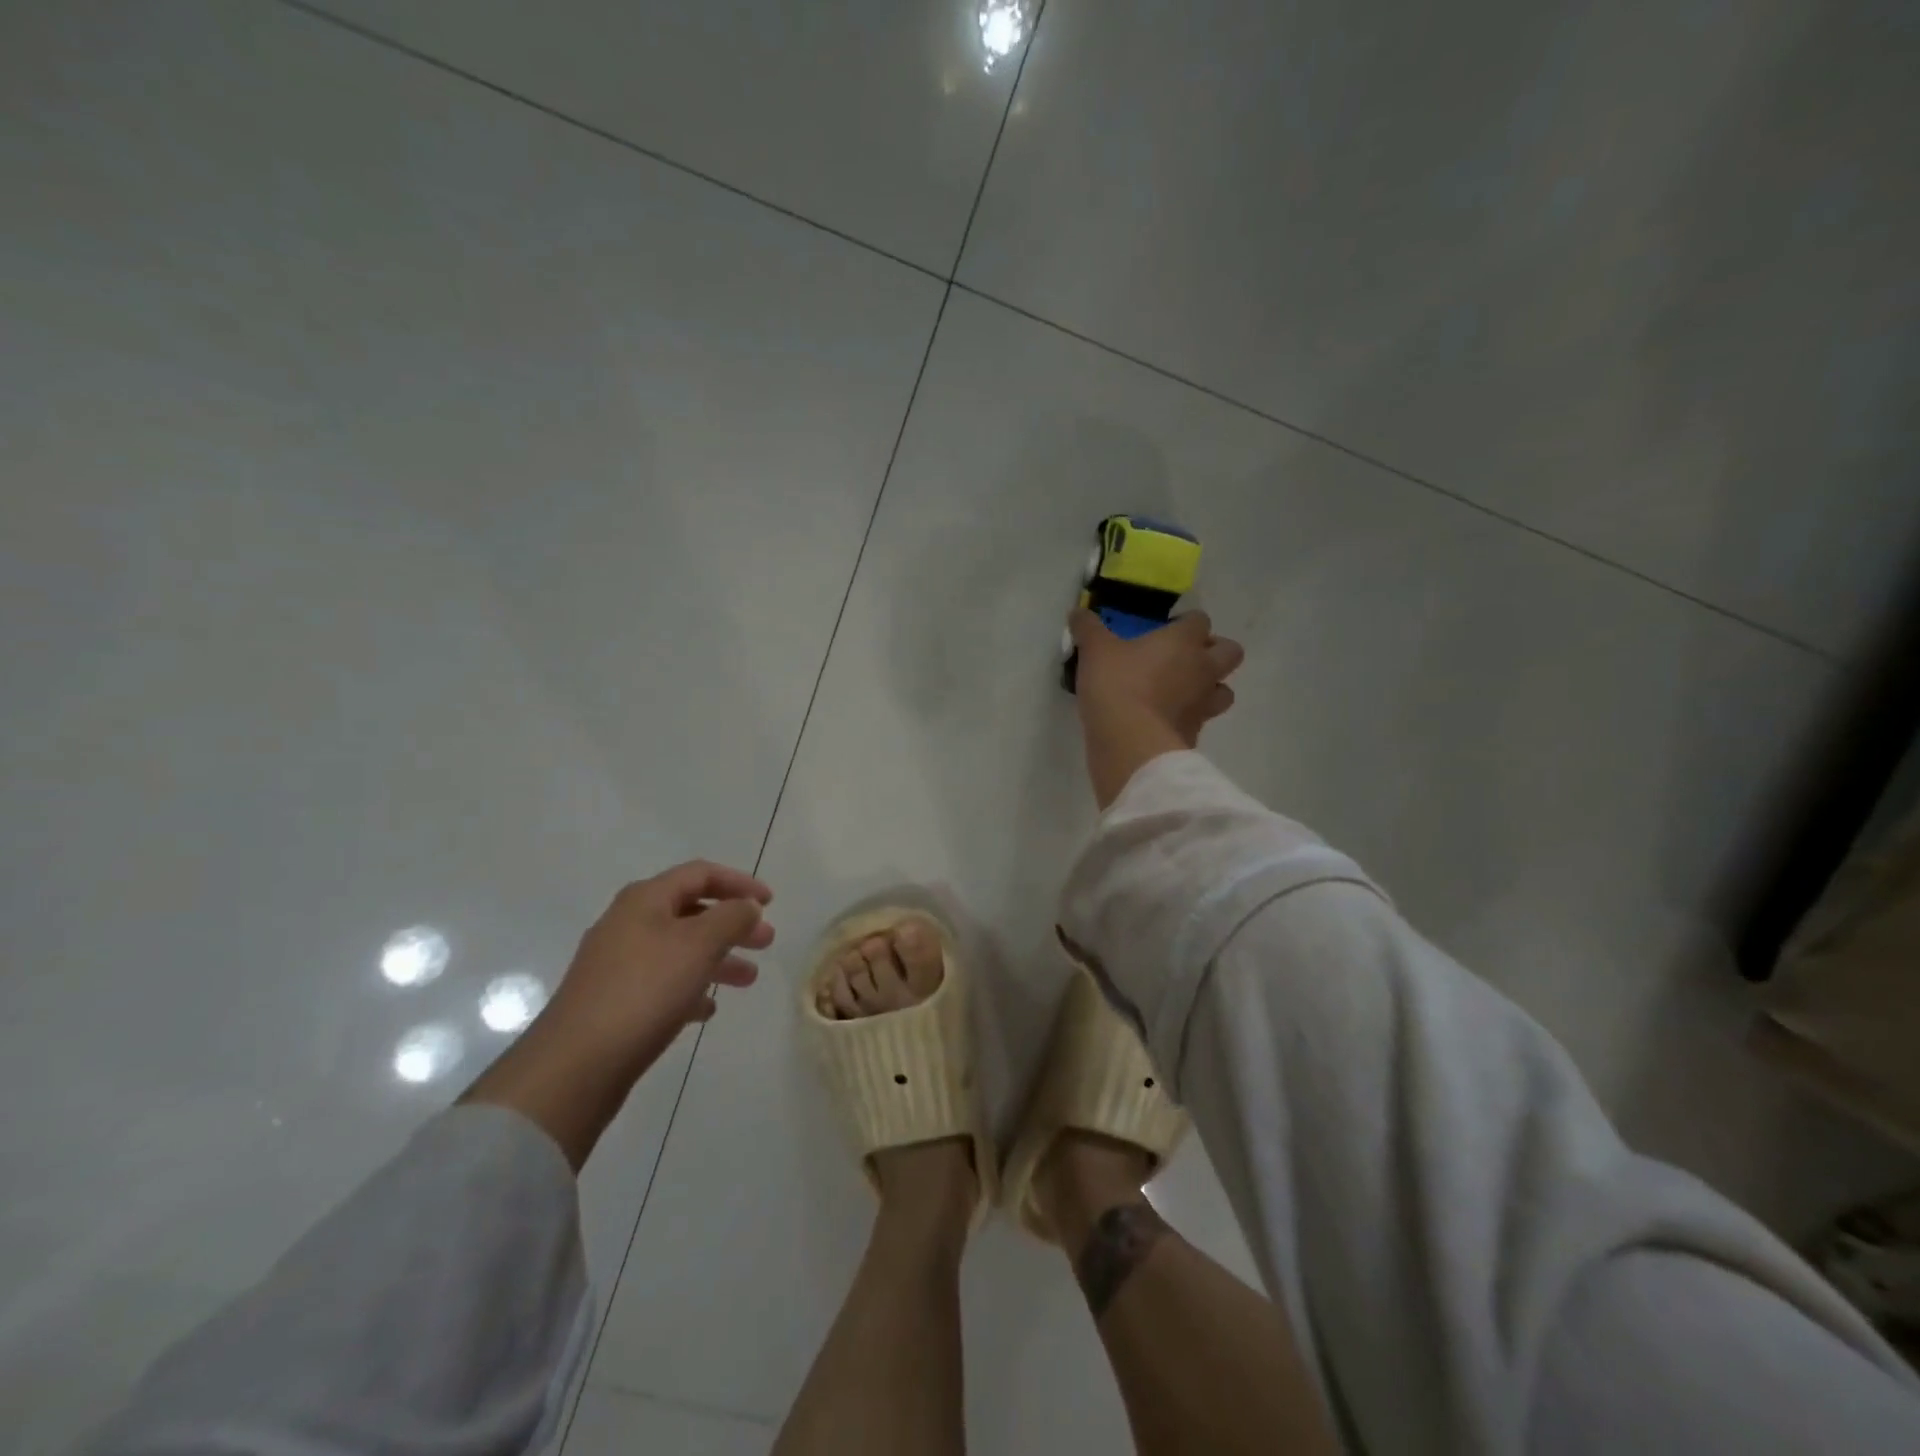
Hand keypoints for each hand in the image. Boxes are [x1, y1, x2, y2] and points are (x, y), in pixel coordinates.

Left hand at [546, 860, 774, 1061]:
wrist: (575, 1065)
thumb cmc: (644, 991)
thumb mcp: (699, 944)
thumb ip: (731, 917)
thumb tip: (747, 906)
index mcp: (645, 900)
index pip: (700, 874)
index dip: (738, 882)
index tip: (770, 902)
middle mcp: (628, 923)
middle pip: (691, 912)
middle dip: (732, 924)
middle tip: (766, 942)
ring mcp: (617, 964)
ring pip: (679, 950)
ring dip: (717, 959)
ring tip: (747, 980)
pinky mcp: (613, 1002)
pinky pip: (662, 983)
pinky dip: (690, 988)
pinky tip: (707, 1010)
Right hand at [1069, 608, 1244, 808]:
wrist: (1129, 743)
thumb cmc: (1117, 685)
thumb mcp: (1094, 651)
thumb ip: (1088, 628)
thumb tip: (1077, 612)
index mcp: (1183, 641)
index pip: (1200, 620)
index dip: (1186, 623)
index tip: (1166, 629)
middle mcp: (1203, 669)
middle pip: (1231, 652)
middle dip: (1214, 652)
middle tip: (1184, 658)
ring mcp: (1203, 705)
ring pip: (1225, 691)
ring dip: (1210, 688)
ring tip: (1182, 692)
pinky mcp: (1195, 734)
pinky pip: (1200, 721)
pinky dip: (1188, 719)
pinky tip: (1165, 721)